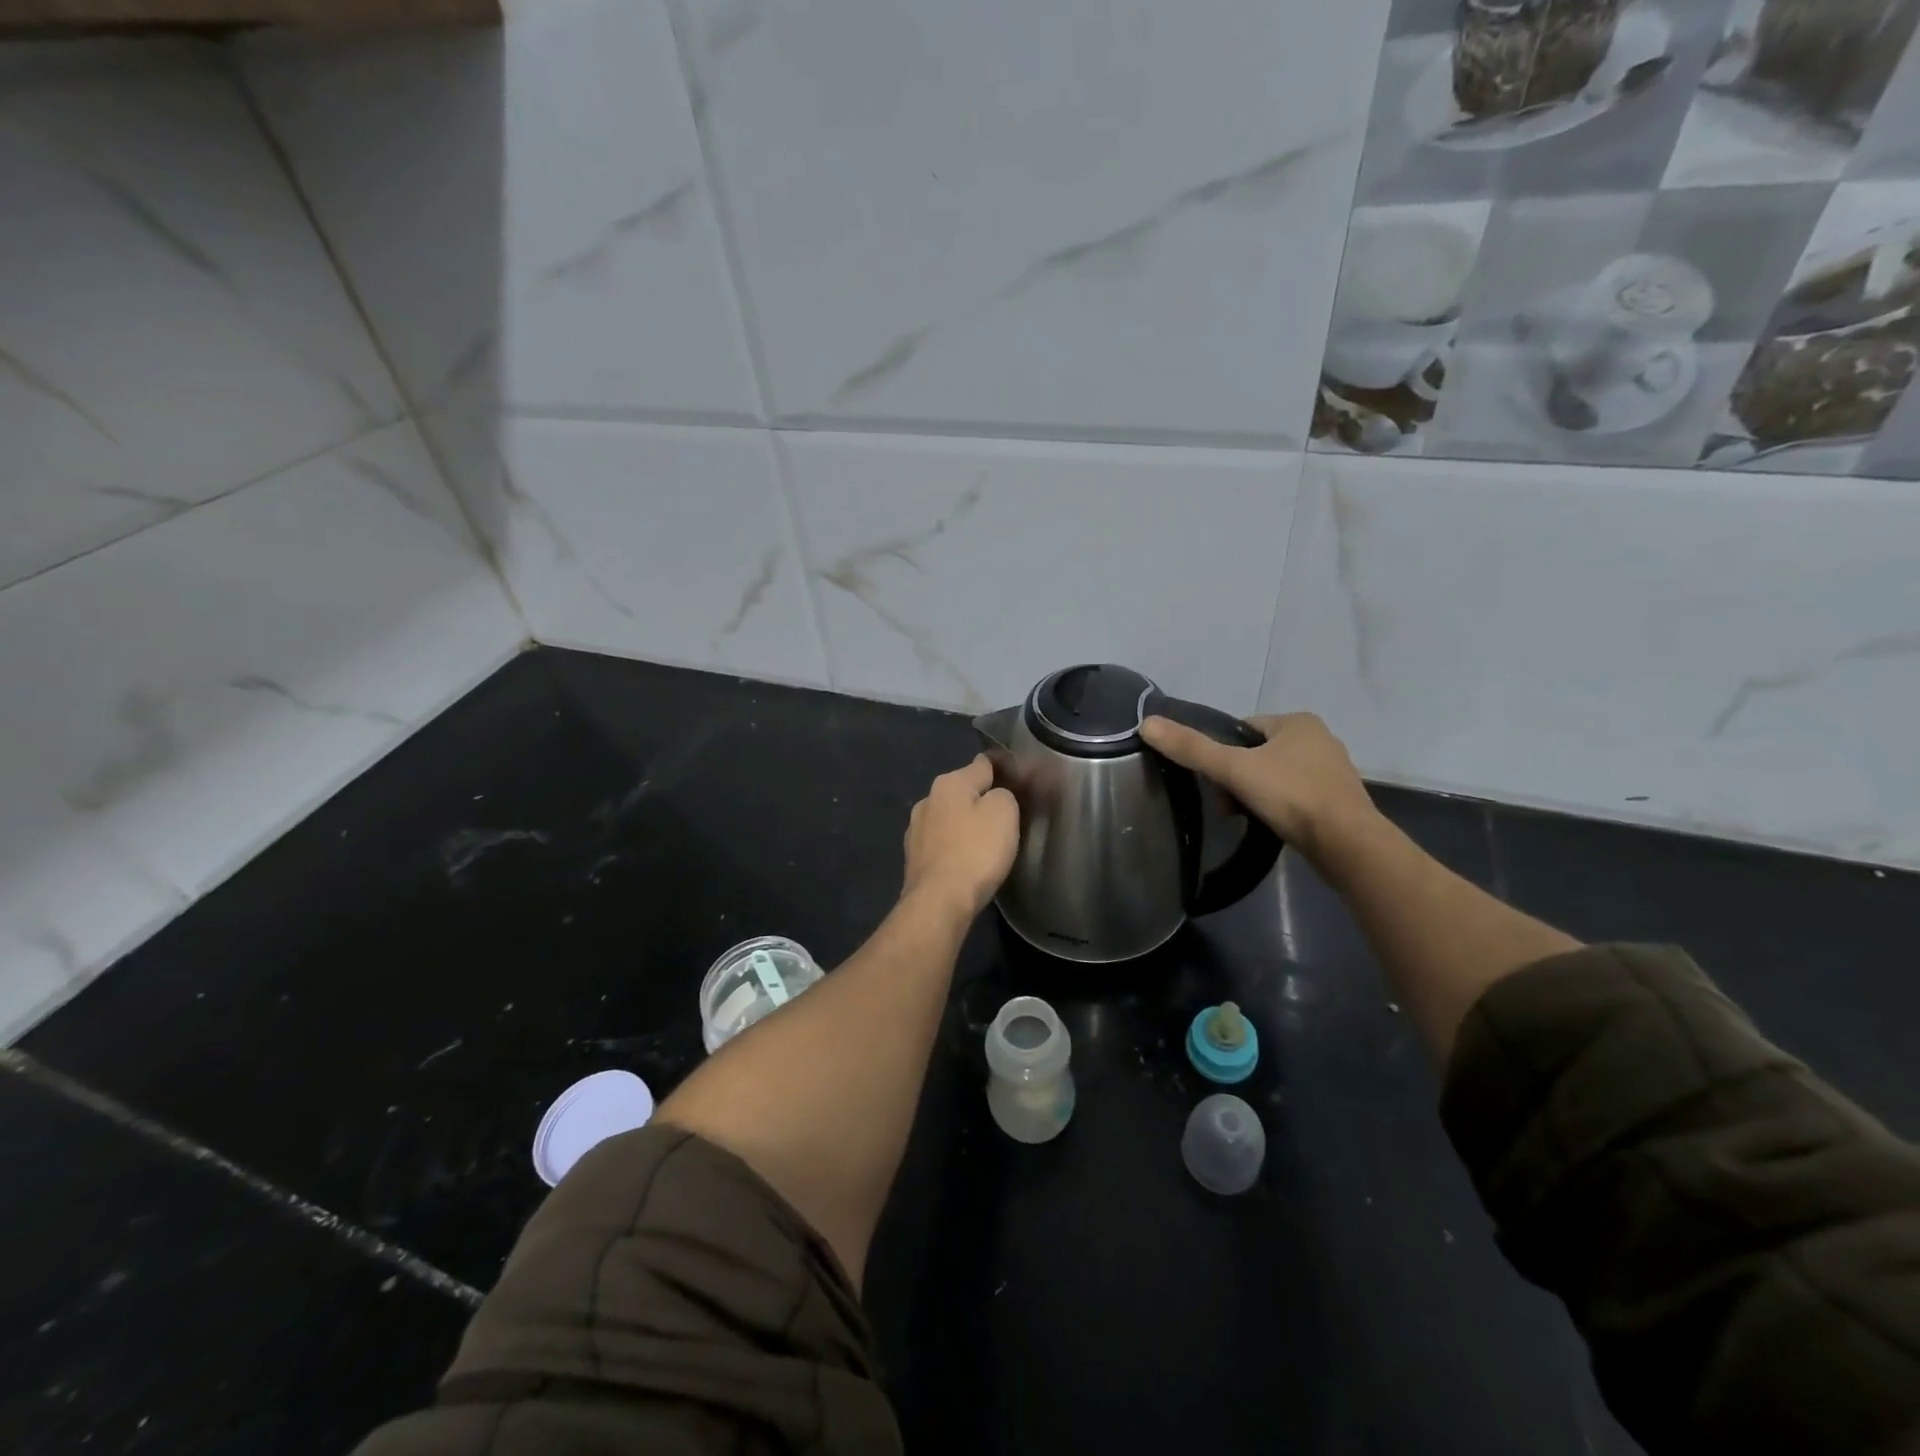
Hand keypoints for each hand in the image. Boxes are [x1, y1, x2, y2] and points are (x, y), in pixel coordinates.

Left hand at [900, 755, 1019, 920]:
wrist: (939, 901)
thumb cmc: (976, 851)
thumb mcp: (1004, 812)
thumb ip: (1004, 794)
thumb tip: (994, 797)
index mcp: (949, 783)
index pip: (982, 764)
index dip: (1002, 769)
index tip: (1017, 779)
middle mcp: (926, 800)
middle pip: (962, 792)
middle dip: (981, 800)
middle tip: (1005, 816)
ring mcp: (916, 830)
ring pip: (949, 818)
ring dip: (964, 825)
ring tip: (985, 842)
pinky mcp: (913, 858)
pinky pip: (941, 843)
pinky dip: (953, 847)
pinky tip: (965, 861)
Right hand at [1139, 712, 1376, 857]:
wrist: (1347, 844)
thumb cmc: (1291, 795)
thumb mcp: (1234, 769)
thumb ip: (1191, 748)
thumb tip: (1147, 724)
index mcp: (1298, 721)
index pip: (1242, 728)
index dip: (1221, 752)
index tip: (1213, 778)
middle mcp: (1319, 739)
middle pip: (1257, 753)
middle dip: (1236, 777)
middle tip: (1226, 803)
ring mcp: (1331, 771)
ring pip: (1274, 776)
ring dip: (1255, 794)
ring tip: (1244, 817)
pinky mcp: (1337, 801)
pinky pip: (1293, 796)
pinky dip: (1278, 808)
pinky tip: (1269, 825)